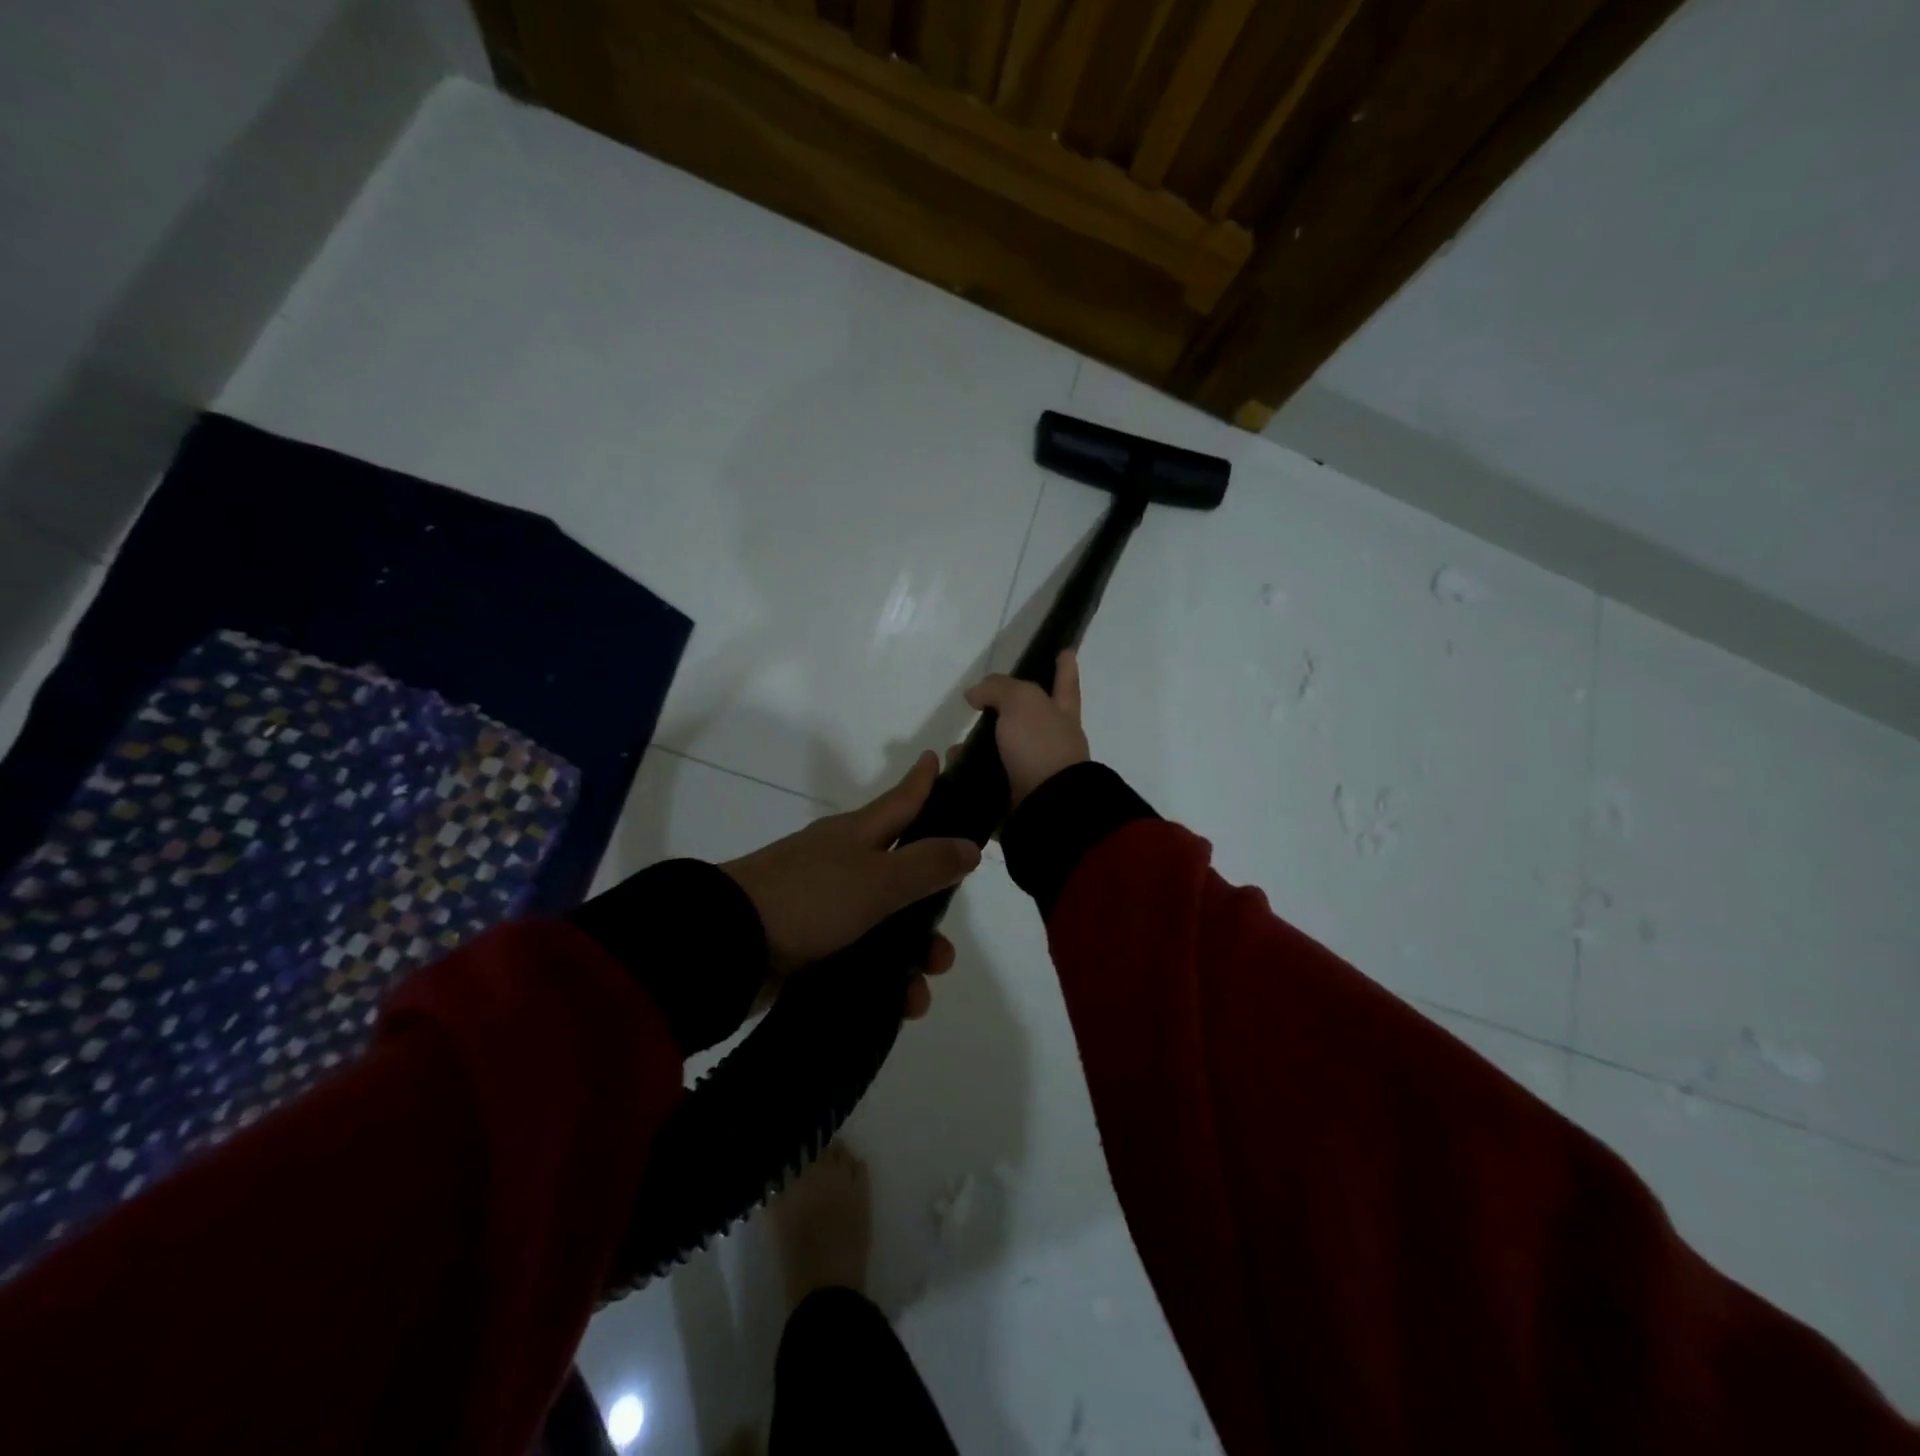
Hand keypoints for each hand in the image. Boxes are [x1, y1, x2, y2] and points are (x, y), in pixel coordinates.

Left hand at [721, 752, 980, 1018]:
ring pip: (886, 925)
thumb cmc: (809, 899)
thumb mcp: (877, 879)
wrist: (728, 946)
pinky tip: (900, 1005)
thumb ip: (926, 864)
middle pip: (902, 874)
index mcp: (857, 835)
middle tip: (947, 945)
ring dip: (912, 957)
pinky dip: (884, 980)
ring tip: (922, 989)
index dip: (924, 781)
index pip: (902, 800)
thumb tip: (970, 845)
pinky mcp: (811, 946)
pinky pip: (862, 960)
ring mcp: (825, 906)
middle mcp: (843, 864)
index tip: (940, 757)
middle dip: (931, 909)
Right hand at [964, 650, 1090, 807]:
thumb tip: (975, 695)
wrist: (1046, 806)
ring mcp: (1036, 769)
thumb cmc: (1040, 745)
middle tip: (981, 705)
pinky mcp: (1017, 795)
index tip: (1066, 651)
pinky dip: (971, 774)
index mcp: (1061, 713)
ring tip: (953, 747)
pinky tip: (951, 770)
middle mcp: (1053, 740)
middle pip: (1030, 718)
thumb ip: (998, 689)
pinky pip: (989, 779)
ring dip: (979, 747)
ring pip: (1004, 751)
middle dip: (1007, 710)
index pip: (1064, 682)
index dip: (1064, 667)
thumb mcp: (1021, 701)